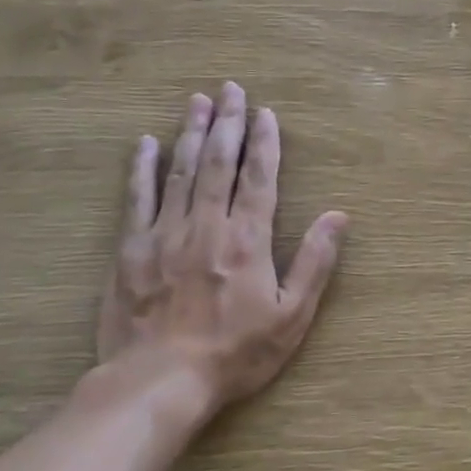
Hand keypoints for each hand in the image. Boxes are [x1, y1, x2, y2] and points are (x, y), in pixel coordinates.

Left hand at [97, 84, 347, 429]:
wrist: (159, 381)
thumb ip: (315, 262)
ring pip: (181, 170)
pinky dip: (142, 168)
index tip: (266, 113)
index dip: (265, 143)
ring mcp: (164, 233)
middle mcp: (207, 225)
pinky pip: (137, 198)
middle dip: (228, 122)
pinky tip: (146, 144)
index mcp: (248, 239)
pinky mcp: (130, 249)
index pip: (259, 177)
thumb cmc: (235, 352)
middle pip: (219, 162)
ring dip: (191, 133)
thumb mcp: (292, 316)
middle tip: (231, 88)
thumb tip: (339, 216)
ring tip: (197, 101)